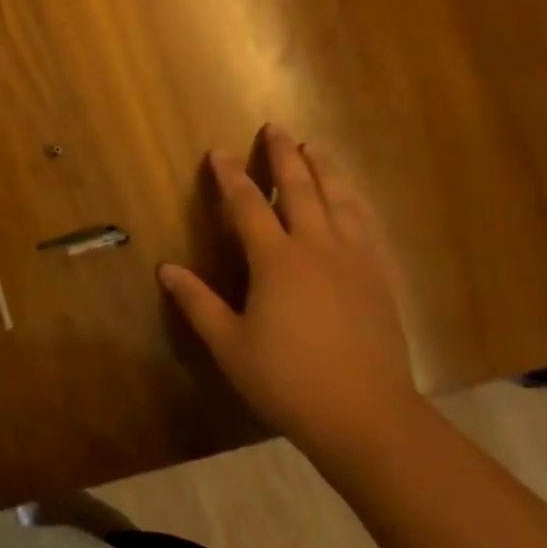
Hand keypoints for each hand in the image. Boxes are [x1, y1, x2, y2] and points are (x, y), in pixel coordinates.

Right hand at [158, 126, 419, 459]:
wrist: (369, 418)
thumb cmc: (289, 381)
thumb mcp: (230, 345)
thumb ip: (197, 302)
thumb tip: (165, 269)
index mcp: (276, 260)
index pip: (248, 205)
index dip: (231, 177)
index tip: (220, 152)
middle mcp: (317, 248)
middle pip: (301, 189)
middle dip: (284, 157)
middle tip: (277, 129)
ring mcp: (355, 261)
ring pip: (340, 200)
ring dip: (325, 169)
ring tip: (316, 148)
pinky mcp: (381, 279)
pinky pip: (368, 227)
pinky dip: (356, 203)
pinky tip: (354, 199)